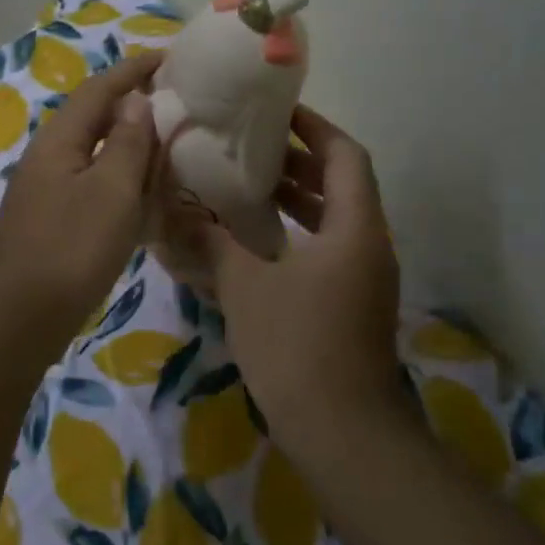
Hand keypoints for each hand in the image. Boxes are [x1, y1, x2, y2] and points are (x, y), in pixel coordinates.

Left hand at [0, 52, 162, 341]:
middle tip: (180, 105)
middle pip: (95, 119)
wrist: (15, 319)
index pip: (100, 89)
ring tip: (171, 147)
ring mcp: (49, 193)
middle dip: (134, 107)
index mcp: (60, 140)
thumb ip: (126, 143)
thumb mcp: (110, 192)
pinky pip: (94, 189)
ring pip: (96, 156)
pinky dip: (123, 184)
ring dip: (131, 147)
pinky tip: (144, 200)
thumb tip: (136, 99)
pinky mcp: (54, 224)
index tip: (170, 57)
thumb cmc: (69, 249)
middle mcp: (50, 159)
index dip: (134, 70)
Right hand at [196, 106, 402, 450]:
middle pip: (340, 186)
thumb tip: (176, 210)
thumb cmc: (297, 345)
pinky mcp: (348, 307)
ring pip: (331, 221)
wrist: (342, 433)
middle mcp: (367, 246)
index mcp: (355, 229)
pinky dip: (292, 236)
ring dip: (294, 200)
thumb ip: (212, 241)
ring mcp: (361, 280)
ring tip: (244, 186)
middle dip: (297, 163)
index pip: (345, 156)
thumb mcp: (245, 285)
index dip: (315, 128)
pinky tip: (251, 242)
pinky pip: (323, 252)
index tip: (277, 112)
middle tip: (248, 147)